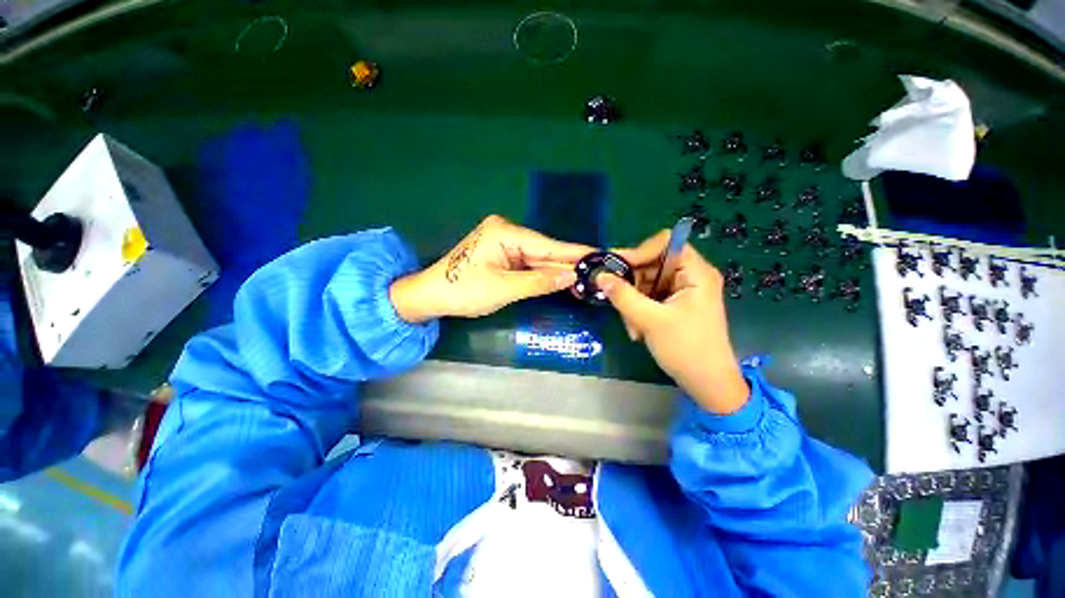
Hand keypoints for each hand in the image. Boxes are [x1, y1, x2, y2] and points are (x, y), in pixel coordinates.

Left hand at [390, 215, 592, 321]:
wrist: (431, 296)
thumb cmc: (463, 292)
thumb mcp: (504, 289)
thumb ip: (539, 282)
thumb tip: (572, 277)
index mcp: (505, 233)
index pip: (548, 246)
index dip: (575, 253)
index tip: (600, 254)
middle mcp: (507, 232)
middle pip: (544, 251)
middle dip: (568, 263)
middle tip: (597, 270)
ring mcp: (504, 242)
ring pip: (538, 258)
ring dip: (557, 270)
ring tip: (586, 277)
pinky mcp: (502, 254)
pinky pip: (528, 264)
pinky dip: (542, 274)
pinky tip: (562, 279)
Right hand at [597, 231, 748, 414]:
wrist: (707, 384)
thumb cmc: (686, 349)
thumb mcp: (650, 320)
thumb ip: (623, 296)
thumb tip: (600, 276)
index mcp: (696, 272)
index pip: (665, 244)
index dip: (640, 251)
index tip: (617, 268)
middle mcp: (690, 276)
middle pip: (652, 264)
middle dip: (633, 284)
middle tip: (617, 302)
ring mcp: (681, 291)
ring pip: (646, 282)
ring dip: (633, 301)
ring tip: (632, 326)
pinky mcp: (674, 304)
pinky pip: (649, 297)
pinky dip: (639, 309)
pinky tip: (637, 329)